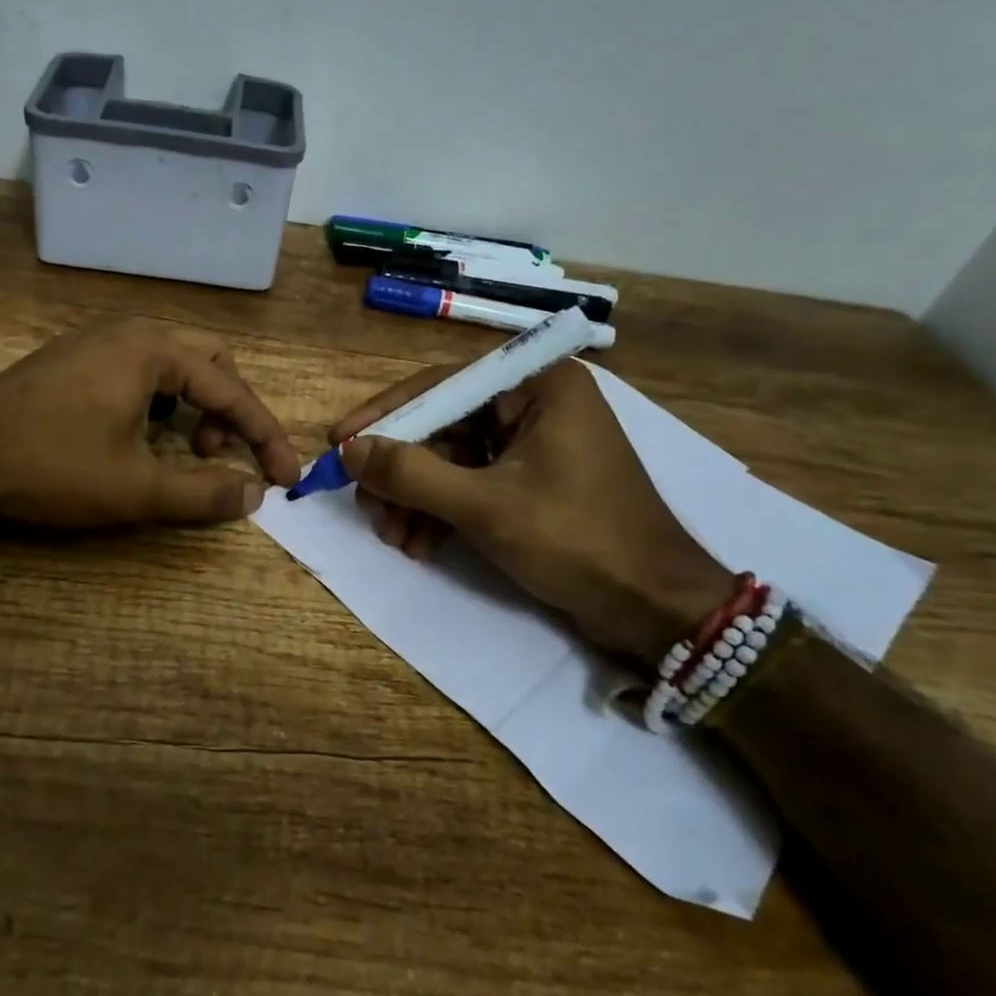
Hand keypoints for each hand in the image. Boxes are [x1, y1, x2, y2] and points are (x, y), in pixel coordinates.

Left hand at [0, 317, 300, 527]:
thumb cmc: (52, 466)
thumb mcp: (136, 489)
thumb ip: (204, 492)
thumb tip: (254, 494)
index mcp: (153, 349)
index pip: (231, 390)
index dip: (265, 437)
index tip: (288, 477)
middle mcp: (131, 331)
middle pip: (210, 361)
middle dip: (230, 410)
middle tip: (222, 455)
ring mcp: (99, 340)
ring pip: (174, 364)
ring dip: (195, 406)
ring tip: (186, 450)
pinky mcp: (76, 358)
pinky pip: (141, 370)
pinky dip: (162, 401)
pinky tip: (144, 436)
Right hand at [330, 360, 731, 669]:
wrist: (657, 609)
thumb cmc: (578, 542)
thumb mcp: (484, 507)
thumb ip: (411, 474)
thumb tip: (348, 450)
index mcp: (538, 385)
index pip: (441, 385)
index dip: (384, 415)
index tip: (338, 442)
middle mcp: (536, 403)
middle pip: (443, 425)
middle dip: (402, 472)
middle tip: (368, 507)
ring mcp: (536, 443)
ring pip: (452, 459)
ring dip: (417, 499)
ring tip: (395, 539)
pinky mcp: (533, 480)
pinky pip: (471, 483)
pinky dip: (443, 512)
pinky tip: (422, 546)